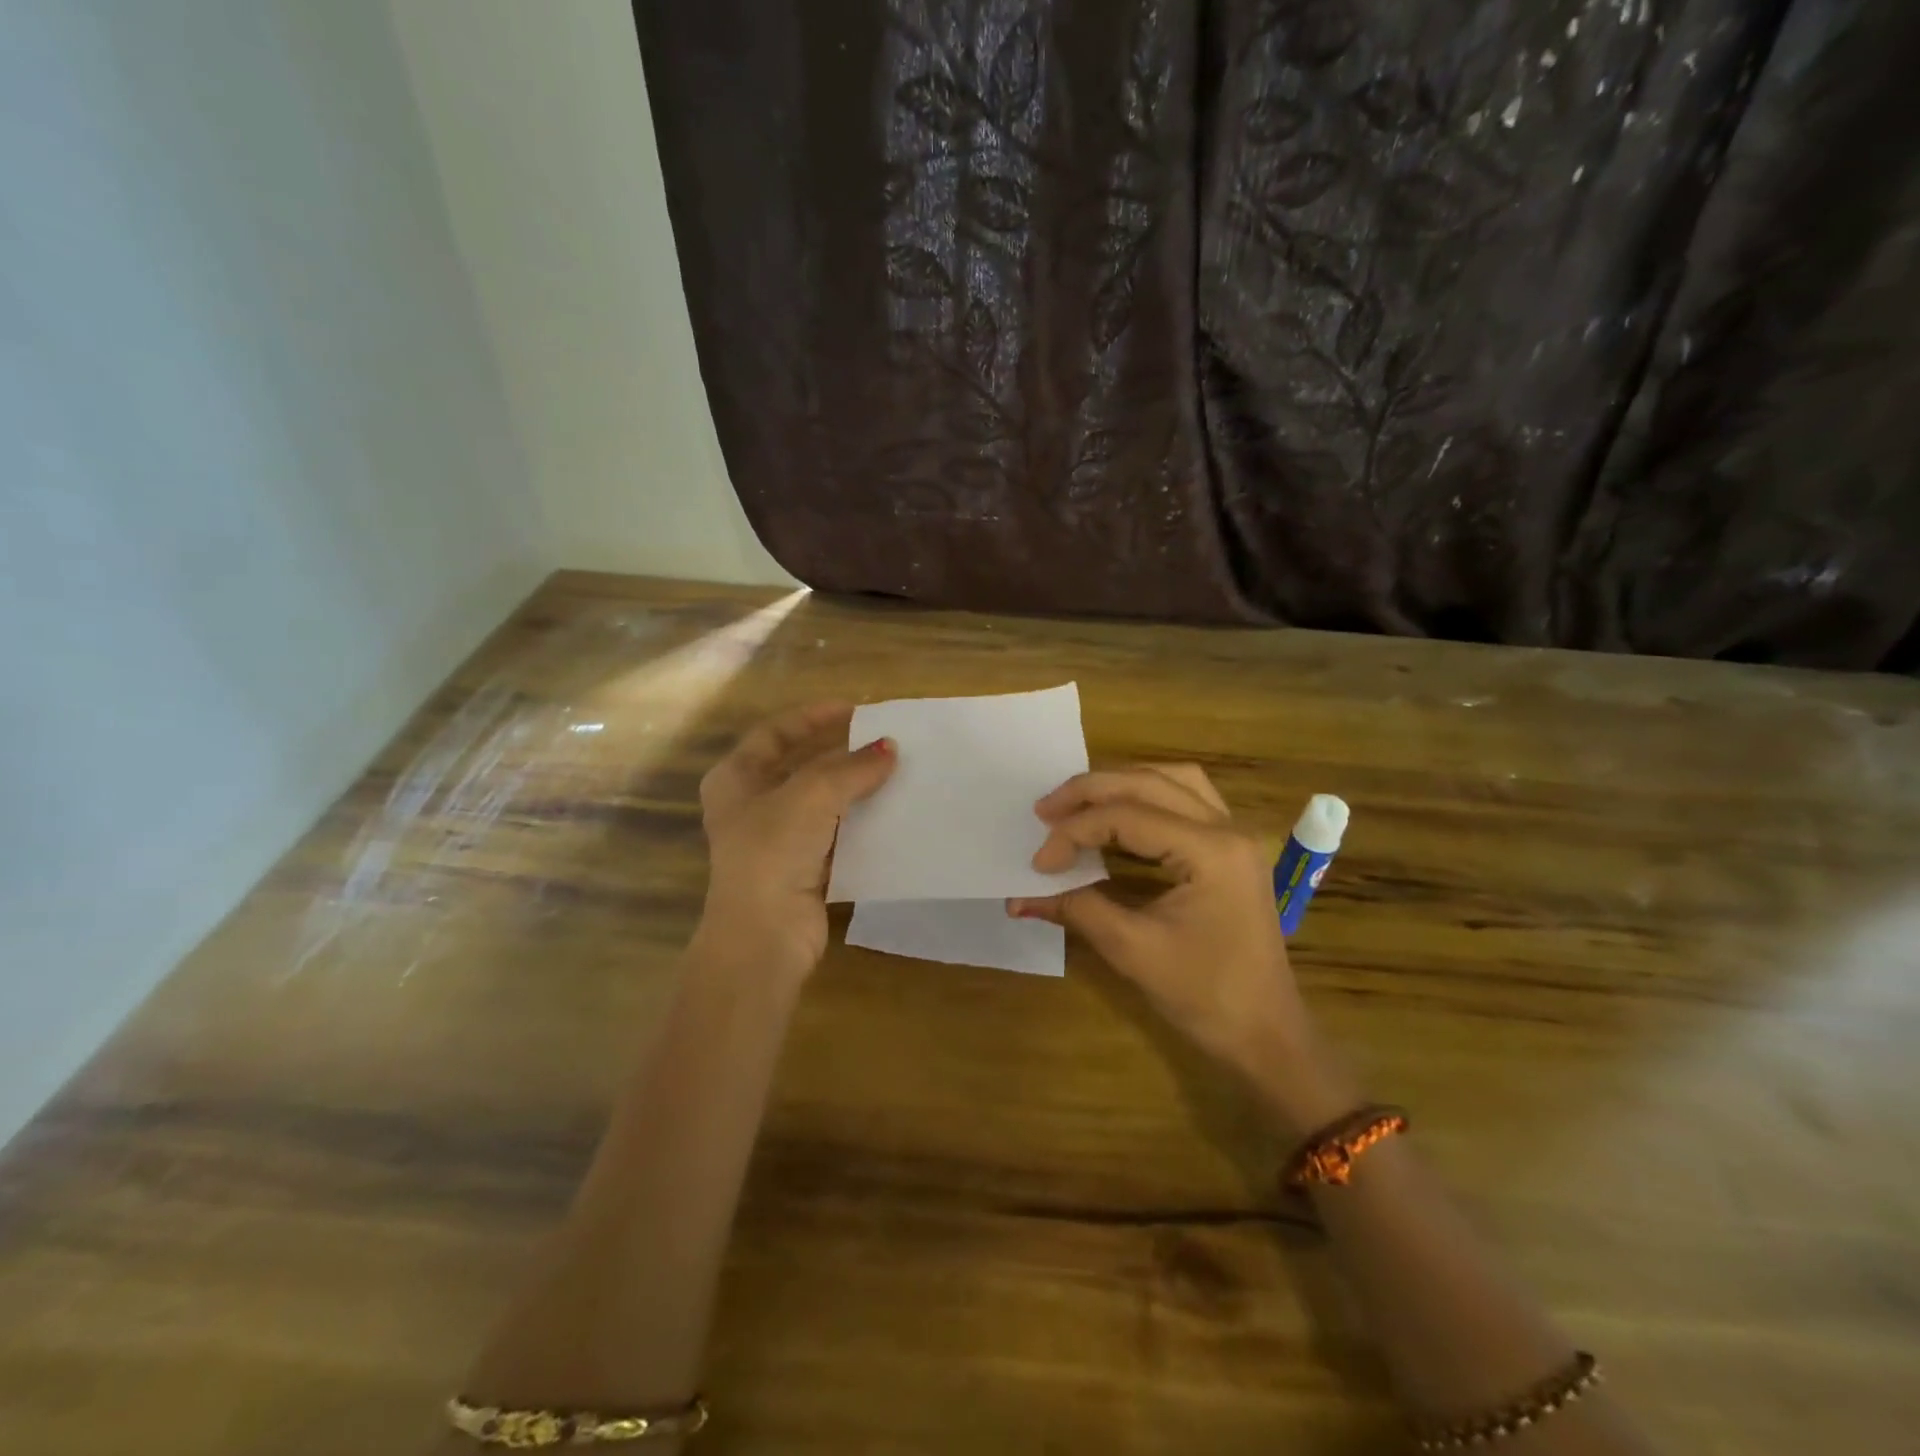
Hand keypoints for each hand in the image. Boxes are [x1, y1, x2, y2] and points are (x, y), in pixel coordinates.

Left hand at [696, 703, 895, 983]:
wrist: (764, 935)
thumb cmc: (773, 850)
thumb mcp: (812, 795)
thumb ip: (852, 767)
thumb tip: (889, 748)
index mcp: (736, 778)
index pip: (775, 732)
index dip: (813, 717)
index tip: (855, 710)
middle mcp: (752, 805)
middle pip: (801, 766)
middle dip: (841, 754)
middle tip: (882, 742)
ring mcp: (777, 839)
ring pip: (822, 802)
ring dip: (854, 788)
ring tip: (895, 772)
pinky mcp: (802, 867)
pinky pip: (836, 834)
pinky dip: (859, 822)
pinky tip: (890, 813)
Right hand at [1008, 766, 1355, 1130]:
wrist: (1267, 1038)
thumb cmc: (1206, 997)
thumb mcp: (1133, 951)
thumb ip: (1076, 908)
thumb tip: (1017, 896)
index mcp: (1211, 850)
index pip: (1128, 817)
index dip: (1075, 833)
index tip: (1038, 863)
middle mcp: (1227, 828)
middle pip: (1150, 783)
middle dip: (1091, 791)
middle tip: (1044, 809)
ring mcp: (1234, 836)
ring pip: (1173, 781)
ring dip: (1122, 784)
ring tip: (1079, 804)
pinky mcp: (1231, 850)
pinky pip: (1187, 799)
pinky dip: (1148, 796)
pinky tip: (1120, 813)